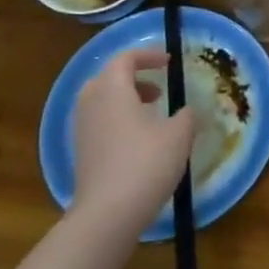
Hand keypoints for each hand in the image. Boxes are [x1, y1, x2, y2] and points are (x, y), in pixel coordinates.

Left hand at [72, 48, 195, 228]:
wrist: (108, 213)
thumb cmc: (146, 163)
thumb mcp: (179, 135)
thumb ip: (186, 116)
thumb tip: (187, 111)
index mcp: (113, 90)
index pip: (124, 59)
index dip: (147, 55)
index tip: (169, 62)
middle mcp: (92, 104)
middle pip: (107, 78)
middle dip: (133, 78)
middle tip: (157, 89)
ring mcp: (82, 130)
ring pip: (101, 101)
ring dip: (125, 100)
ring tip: (152, 114)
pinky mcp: (81, 153)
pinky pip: (99, 123)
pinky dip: (118, 120)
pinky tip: (140, 140)